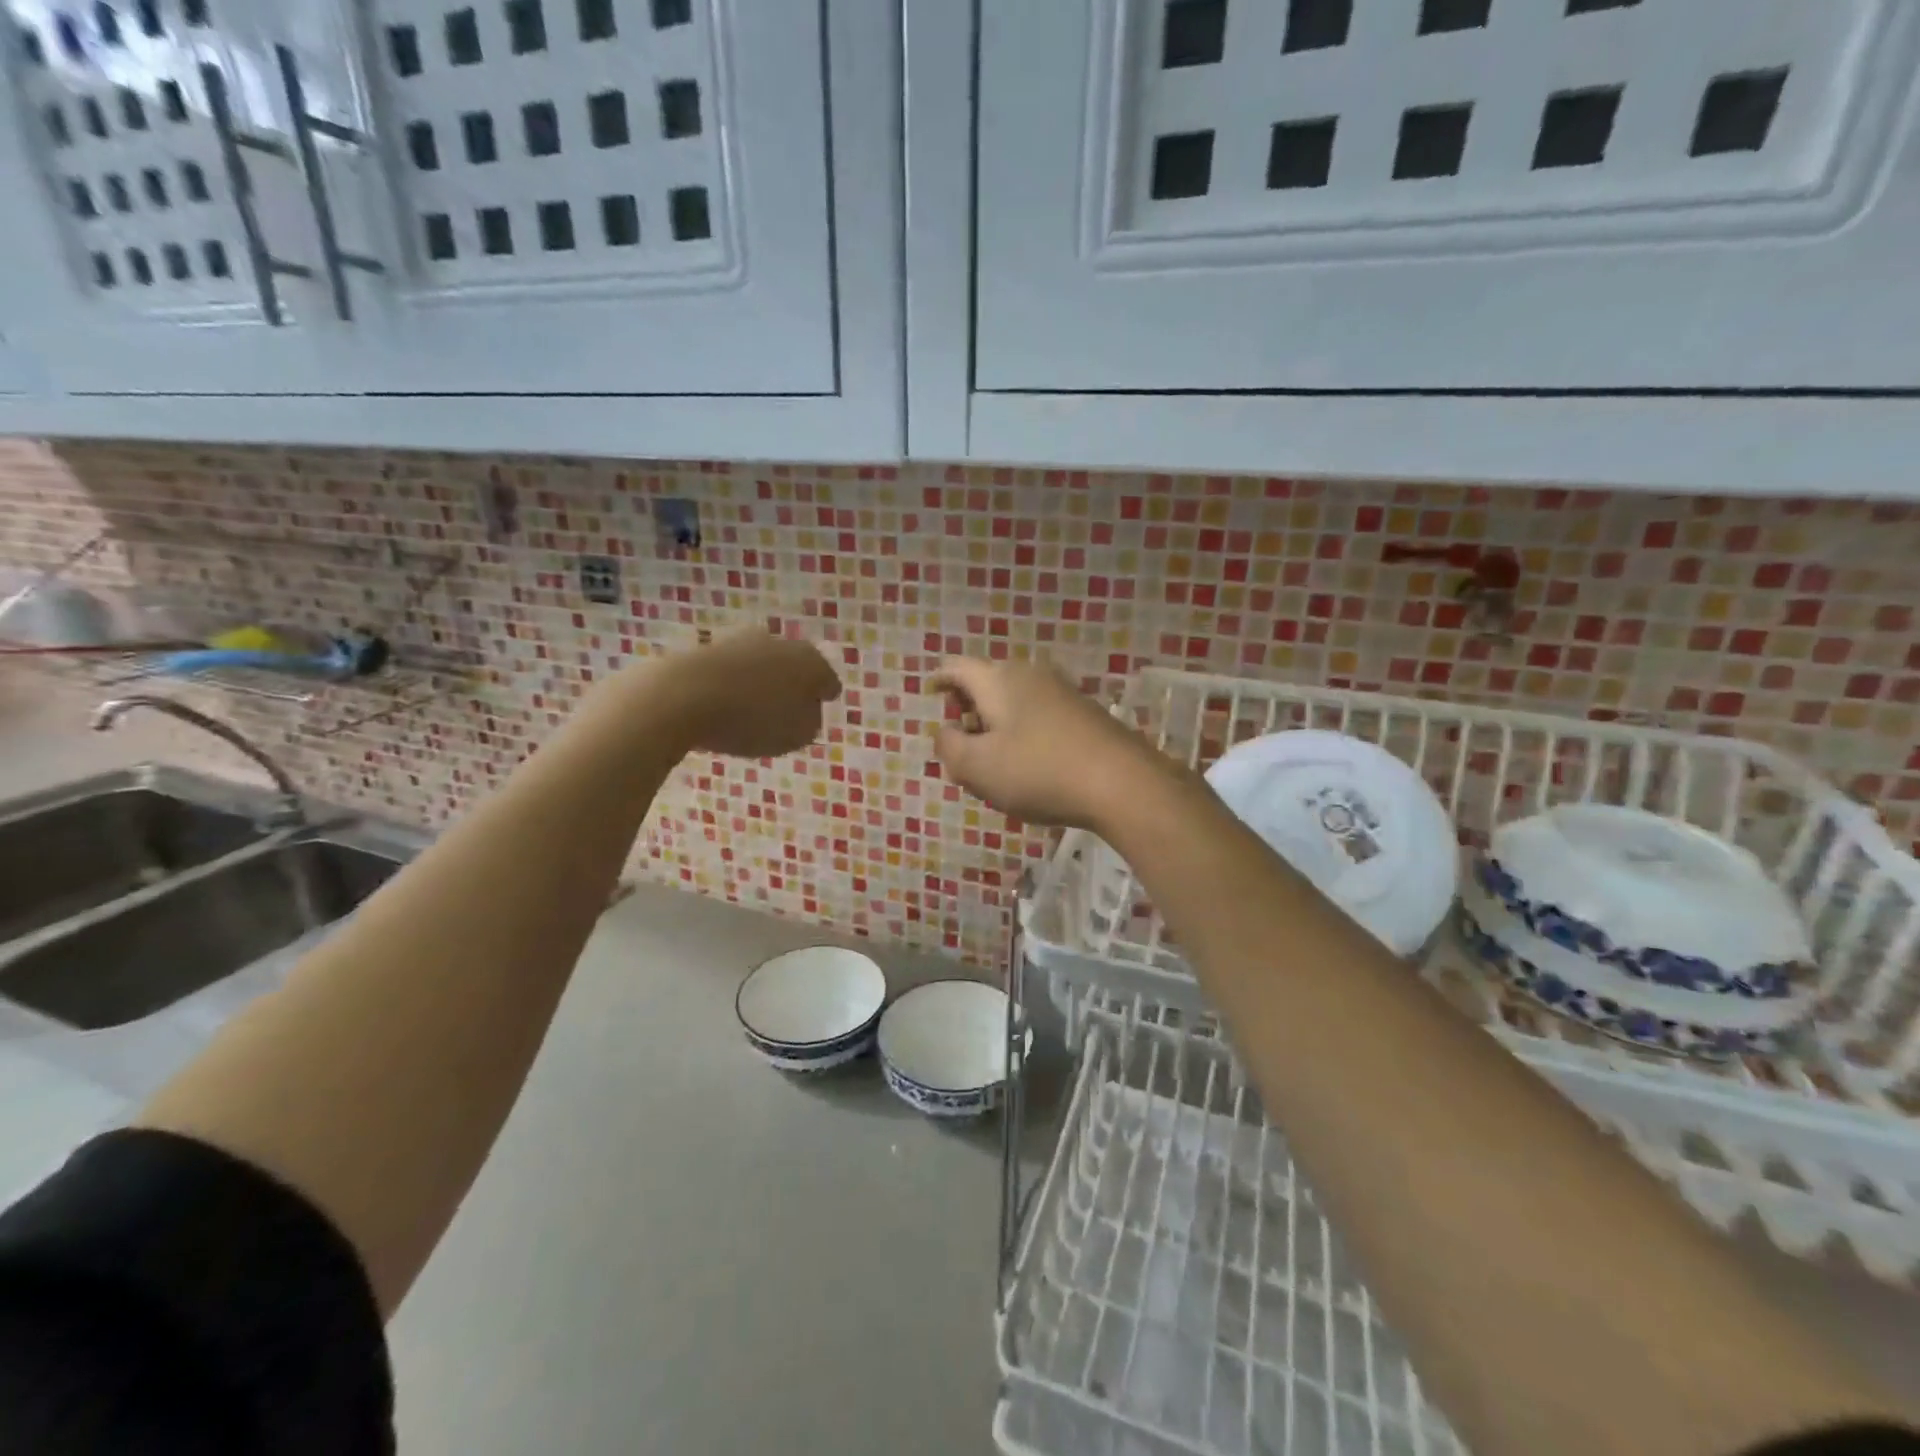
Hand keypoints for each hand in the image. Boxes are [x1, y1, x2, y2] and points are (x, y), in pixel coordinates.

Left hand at [665, 629, 841, 757]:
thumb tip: (805, 712)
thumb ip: (810, 723)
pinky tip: (725, 705)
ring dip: (761, 683)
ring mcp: (742, 641)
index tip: (820, 709)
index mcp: (811, 662)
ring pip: (762, 665)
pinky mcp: (708, 648)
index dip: (824, 697)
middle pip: (795, 667)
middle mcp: (781, 643)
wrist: (683, 696)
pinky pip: (731, 672)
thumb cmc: (753, 719)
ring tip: (753, 711)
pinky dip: (732, 686)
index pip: (828, 680)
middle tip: (788, 710)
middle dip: (793, 686)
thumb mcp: (797, 735)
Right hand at [929, 658, 1176, 829]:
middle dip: (968, 707)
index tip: (930, 692)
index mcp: (998, 679)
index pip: (957, 667)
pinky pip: (1039, 713)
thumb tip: (945, 732)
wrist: (1122, 782)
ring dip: (997, 722)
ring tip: (993, 759)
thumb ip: (949, 748)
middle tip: (960, 741)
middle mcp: (1029, 674)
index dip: (939, 679)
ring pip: (1015, 699)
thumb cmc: (1038, 772)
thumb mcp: (977, 768)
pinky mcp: (1085, 712)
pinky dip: (1023, 730)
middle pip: (987, 681)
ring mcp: (1062, 691)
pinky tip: (1030, 763)